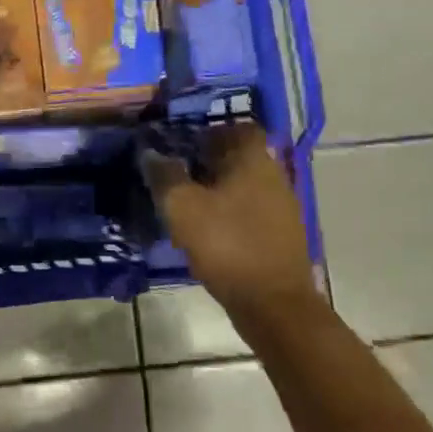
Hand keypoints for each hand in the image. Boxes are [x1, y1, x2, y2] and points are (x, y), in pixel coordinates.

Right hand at [141, 124, 324, 347]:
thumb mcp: (182, 207)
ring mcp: (281, 208)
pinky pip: (250, 210)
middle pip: (241, 156)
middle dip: (209, 159)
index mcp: (255, 161)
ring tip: (185, 200)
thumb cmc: (227, 244)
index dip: (211, 130)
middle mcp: (274, 177)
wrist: (273, 304)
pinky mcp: (280, 236)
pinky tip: (205, 228)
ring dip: (217, 188)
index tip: (183, 141)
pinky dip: (228, 212)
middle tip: (176, 169)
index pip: (239, 127)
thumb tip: (150, 153)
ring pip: (245, 184)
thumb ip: (164, 175)